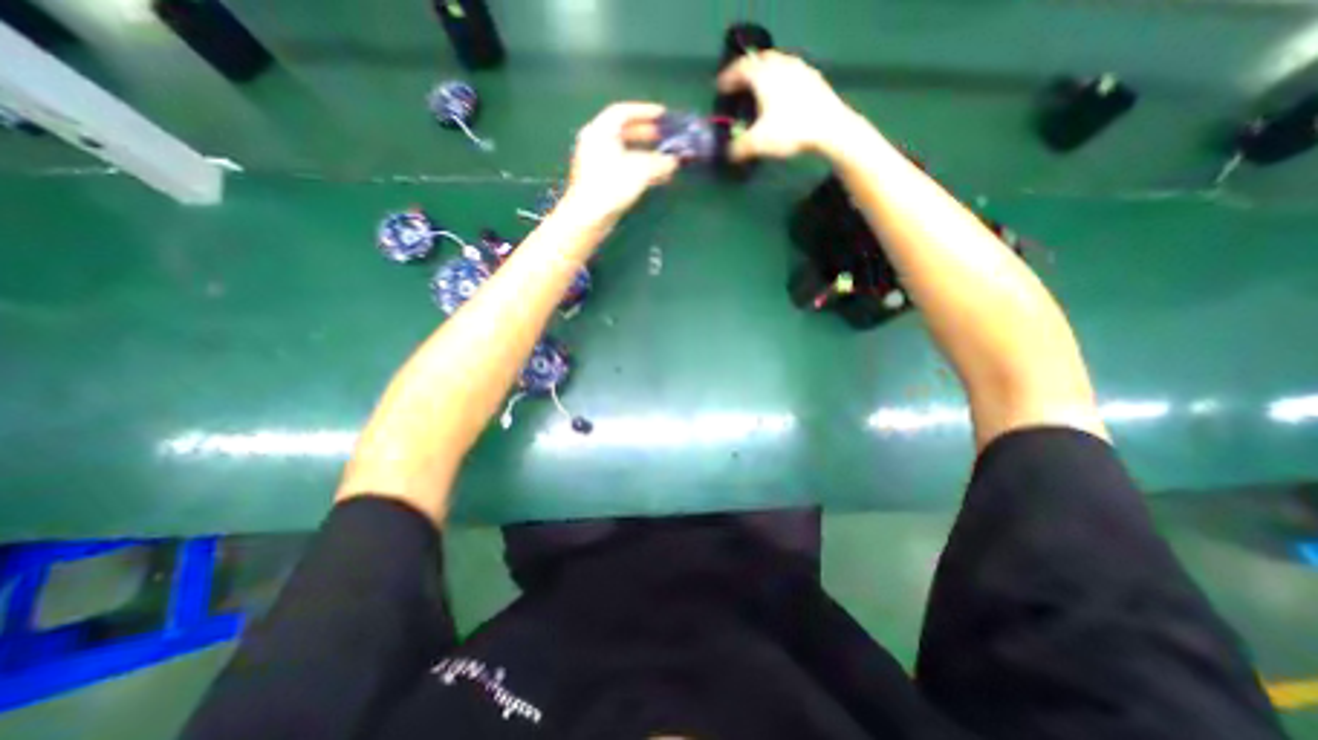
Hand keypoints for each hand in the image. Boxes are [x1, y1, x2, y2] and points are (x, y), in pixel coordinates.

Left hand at [560, 102, 679, 224]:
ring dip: (646, 155)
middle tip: (665, 137)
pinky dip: (640, 169)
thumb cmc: (611, 186)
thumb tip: (673, 161)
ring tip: (665, 161)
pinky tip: (655, 178)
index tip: (663, 114)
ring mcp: (597, 163)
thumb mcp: (640, 170)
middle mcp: (596, 143)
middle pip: (624, 132)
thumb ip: (660, 162)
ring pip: (625, 152)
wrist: (589, 216)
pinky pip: (623, 168)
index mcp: (601, 131)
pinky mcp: (601, 181)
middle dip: (647, 134)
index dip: (645, 111)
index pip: (623, 112)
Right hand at [720, 48, 854, 162]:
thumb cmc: (790, 130)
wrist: (830, 127)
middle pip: (760, 60)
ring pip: (778, 63)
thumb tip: (728, 154)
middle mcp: (781, 66)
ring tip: (761, 86)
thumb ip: (739, 148)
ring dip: (766, 72)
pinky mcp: (814, 79)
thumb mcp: (758, 143)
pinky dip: (782, 79)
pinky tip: (784, 93)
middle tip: (740, 82)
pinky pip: (792, 72)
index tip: (720, 86)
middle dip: (748, 70)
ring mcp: (800, 70)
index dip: (728, 77)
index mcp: (764, 76)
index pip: (741, 69)